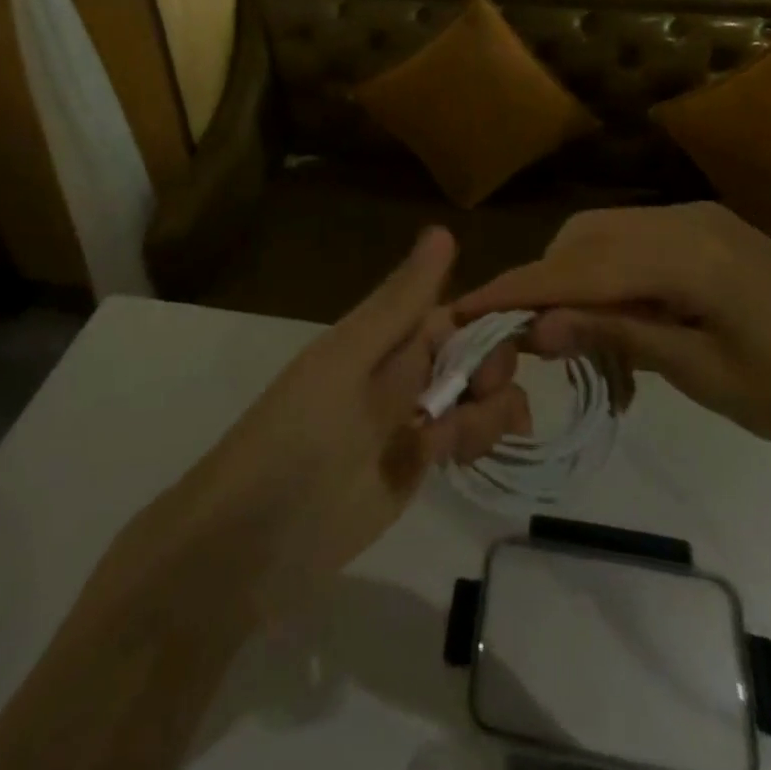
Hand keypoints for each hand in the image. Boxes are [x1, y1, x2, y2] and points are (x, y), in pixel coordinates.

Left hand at [165, 227, 527, 611]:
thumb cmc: (299, 431)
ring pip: (477, 397)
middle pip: (474, 354)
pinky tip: (461, 456)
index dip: (487, 320)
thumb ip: (400, 302)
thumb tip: (443, 228)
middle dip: (492, 367)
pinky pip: (464, 440)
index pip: (453, 312)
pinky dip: (477, 440)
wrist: (252, 540)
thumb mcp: (349, 358)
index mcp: (385, 336)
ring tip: (460, 439)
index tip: (518, 335)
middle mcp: (404, 370)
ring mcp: (412, 420)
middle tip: (480, 394)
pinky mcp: (416, 467)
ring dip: (490, 409)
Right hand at [454, 202, 770, 454]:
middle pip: (584, 238)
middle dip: (546, 281)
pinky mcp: (710, 232)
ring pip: (606, 235)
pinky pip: (638, 242)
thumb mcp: (702, 372)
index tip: (466, 307)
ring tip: (581, 340)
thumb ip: (618, 335)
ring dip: (579, 278)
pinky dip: (612, 274)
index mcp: (682, 253)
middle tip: (531, 339)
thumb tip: (539, 327)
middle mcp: (682, 220)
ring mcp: (698, 220)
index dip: (518, 288)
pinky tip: (624, 320)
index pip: (576, 267)